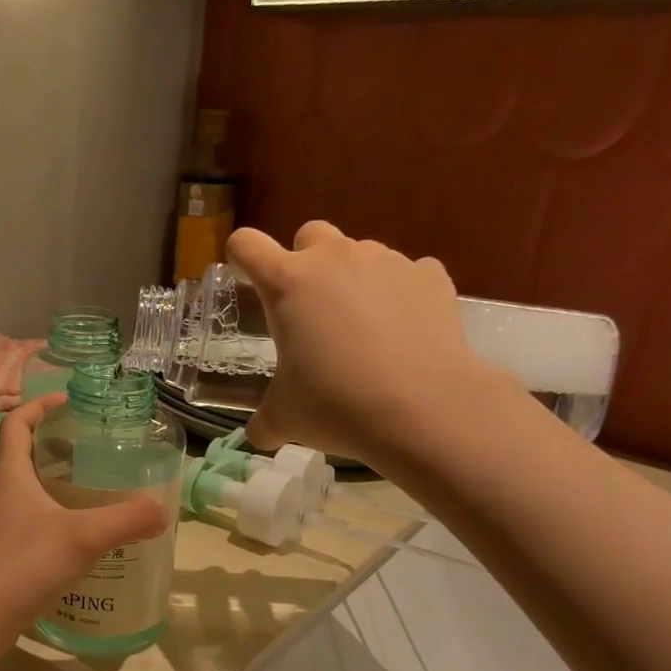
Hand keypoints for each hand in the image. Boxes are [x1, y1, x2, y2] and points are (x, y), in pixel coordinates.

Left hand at [0, 397, 169, 659]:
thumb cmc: (22, 565)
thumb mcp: (82, 537)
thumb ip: (126, 520)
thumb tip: (162, 511)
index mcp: (10, 475)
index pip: (16, 423)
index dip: (39, 405)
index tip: (69, 402)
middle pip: (24, 455)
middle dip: (58, 446)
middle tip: (96, 450)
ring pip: (28, 492)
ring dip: (57, 485)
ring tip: (97, 491)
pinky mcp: (2, 555)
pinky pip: (30, 523)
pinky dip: (55, 519)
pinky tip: (82, 538)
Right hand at [226, 221, 509, 465]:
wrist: (423, 408)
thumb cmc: (336, 405)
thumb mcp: (284, 419)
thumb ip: (264, 422)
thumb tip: (258, 436)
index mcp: (287, 284)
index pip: (246, 245)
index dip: (240, 258)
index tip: (245, 279)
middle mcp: (334, 258)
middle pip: (308, 234)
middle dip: (304, 262)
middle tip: (309, 310)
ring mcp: (386, 261)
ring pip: (359, 253)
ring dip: (351, 279)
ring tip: (361, 328)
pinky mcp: (429, 275)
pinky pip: (407, 273)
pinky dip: (399, 294)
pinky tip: (403, 331)